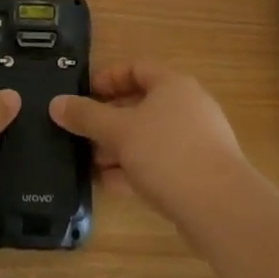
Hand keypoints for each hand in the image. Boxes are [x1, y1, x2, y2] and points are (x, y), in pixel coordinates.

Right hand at [50, 62, 248, 223]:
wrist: (222, 209)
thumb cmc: (167, 154)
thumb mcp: (118, 131)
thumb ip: (86, 116)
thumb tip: (56, 104)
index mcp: (172, 84)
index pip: (136, 68)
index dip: (108, 78)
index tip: (84, 95)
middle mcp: (188, 106)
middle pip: (142, 104)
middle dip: (109, 120)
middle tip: (82, 134)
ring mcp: (197, 141)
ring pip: (150, 137)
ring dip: (120, 148)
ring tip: (91, 164)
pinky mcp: (201, 174)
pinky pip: (161, 163)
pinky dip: (136, 169)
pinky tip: (112, 186)